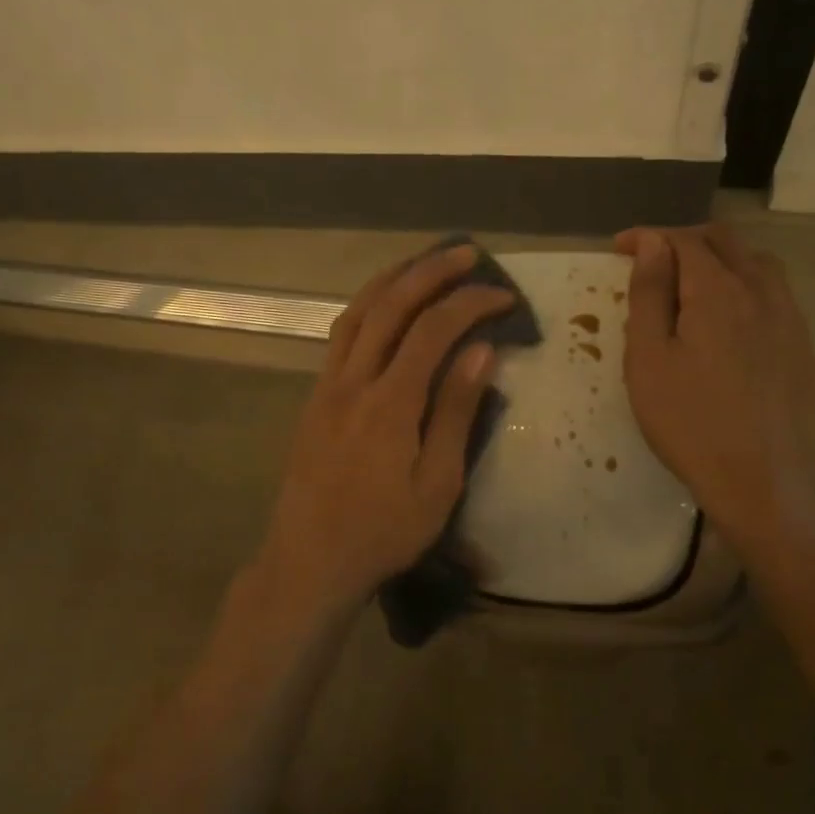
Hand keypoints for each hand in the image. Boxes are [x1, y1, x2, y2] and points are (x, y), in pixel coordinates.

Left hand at [253, 243, 512, 616]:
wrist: (309, 560)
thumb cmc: (383, 532)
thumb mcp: (437, 483)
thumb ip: (455, 412)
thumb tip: (482, 351)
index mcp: (389, 403)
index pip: (433, 330)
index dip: (470, 304)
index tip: (504, 297)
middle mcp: (352, 382)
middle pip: (390, 305)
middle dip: (430, 271)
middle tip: (466, 253)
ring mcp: (326, 388)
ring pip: (357, 314)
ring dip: (392, 280)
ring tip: (424, 264)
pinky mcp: (314, 400)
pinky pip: (340, 337)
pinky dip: (367, 308)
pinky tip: (383, 309)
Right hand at [616, 225, 814, 564]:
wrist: (762, 479)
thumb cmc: (689, 422)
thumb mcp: (649, 360)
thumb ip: (649, 296)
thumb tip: (652, 244)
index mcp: (717, 291)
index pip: (683, 241)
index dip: (649, 237)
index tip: (619, 247)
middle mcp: (761, 291)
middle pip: (725, 242)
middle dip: (684, 241)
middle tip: (652, 261)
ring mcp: (790, 317)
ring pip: (757, 264)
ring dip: (720, 260)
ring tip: (691, 283)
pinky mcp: (803, 345)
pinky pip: (775, 294)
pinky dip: (745, 286)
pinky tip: (731, 318)